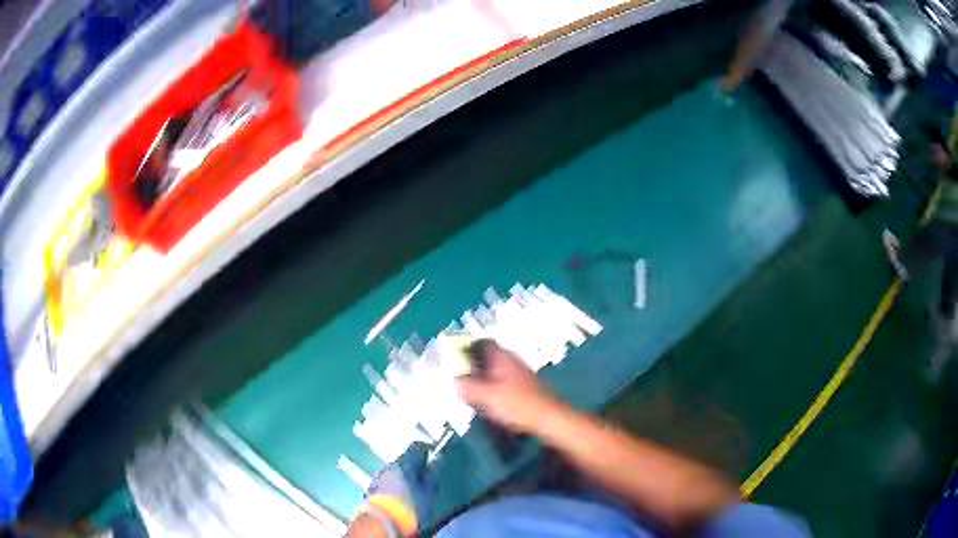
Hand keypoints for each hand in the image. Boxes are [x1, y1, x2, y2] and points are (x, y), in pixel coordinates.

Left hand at [363, 443, 434, 536]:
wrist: (385, 518)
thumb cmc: (410, 504)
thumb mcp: (428, 492)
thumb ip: (430, 477)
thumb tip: (431, 467)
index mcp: (406, 463)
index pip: (417, 446)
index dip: (426, 450)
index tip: (431, 456)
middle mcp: (390, 465)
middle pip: (404, 459)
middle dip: (413, 465)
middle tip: (422, 475)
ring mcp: (379, 475)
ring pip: (394, 469)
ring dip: (402, 475)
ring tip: (410, 487)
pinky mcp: (372, 485)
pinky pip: (386, 479)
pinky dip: (393, 483)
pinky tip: (398, 493)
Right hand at [456, 341, 560, 433]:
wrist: (548, 417)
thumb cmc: (516, 404)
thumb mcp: (485, 396)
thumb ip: (467, 387)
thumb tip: (454, 380)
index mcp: (501, 357)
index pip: (483, 342)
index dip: (468, 347)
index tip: (455, 357)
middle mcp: (512, 360)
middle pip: (489, 356)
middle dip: (474, 365)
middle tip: (461, 378)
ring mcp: (521, 373)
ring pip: (497, 370)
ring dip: (484, 378)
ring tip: (473, 393)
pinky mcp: (527, 387)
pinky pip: (505, 382)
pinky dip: (495, 388)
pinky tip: (491, 402)